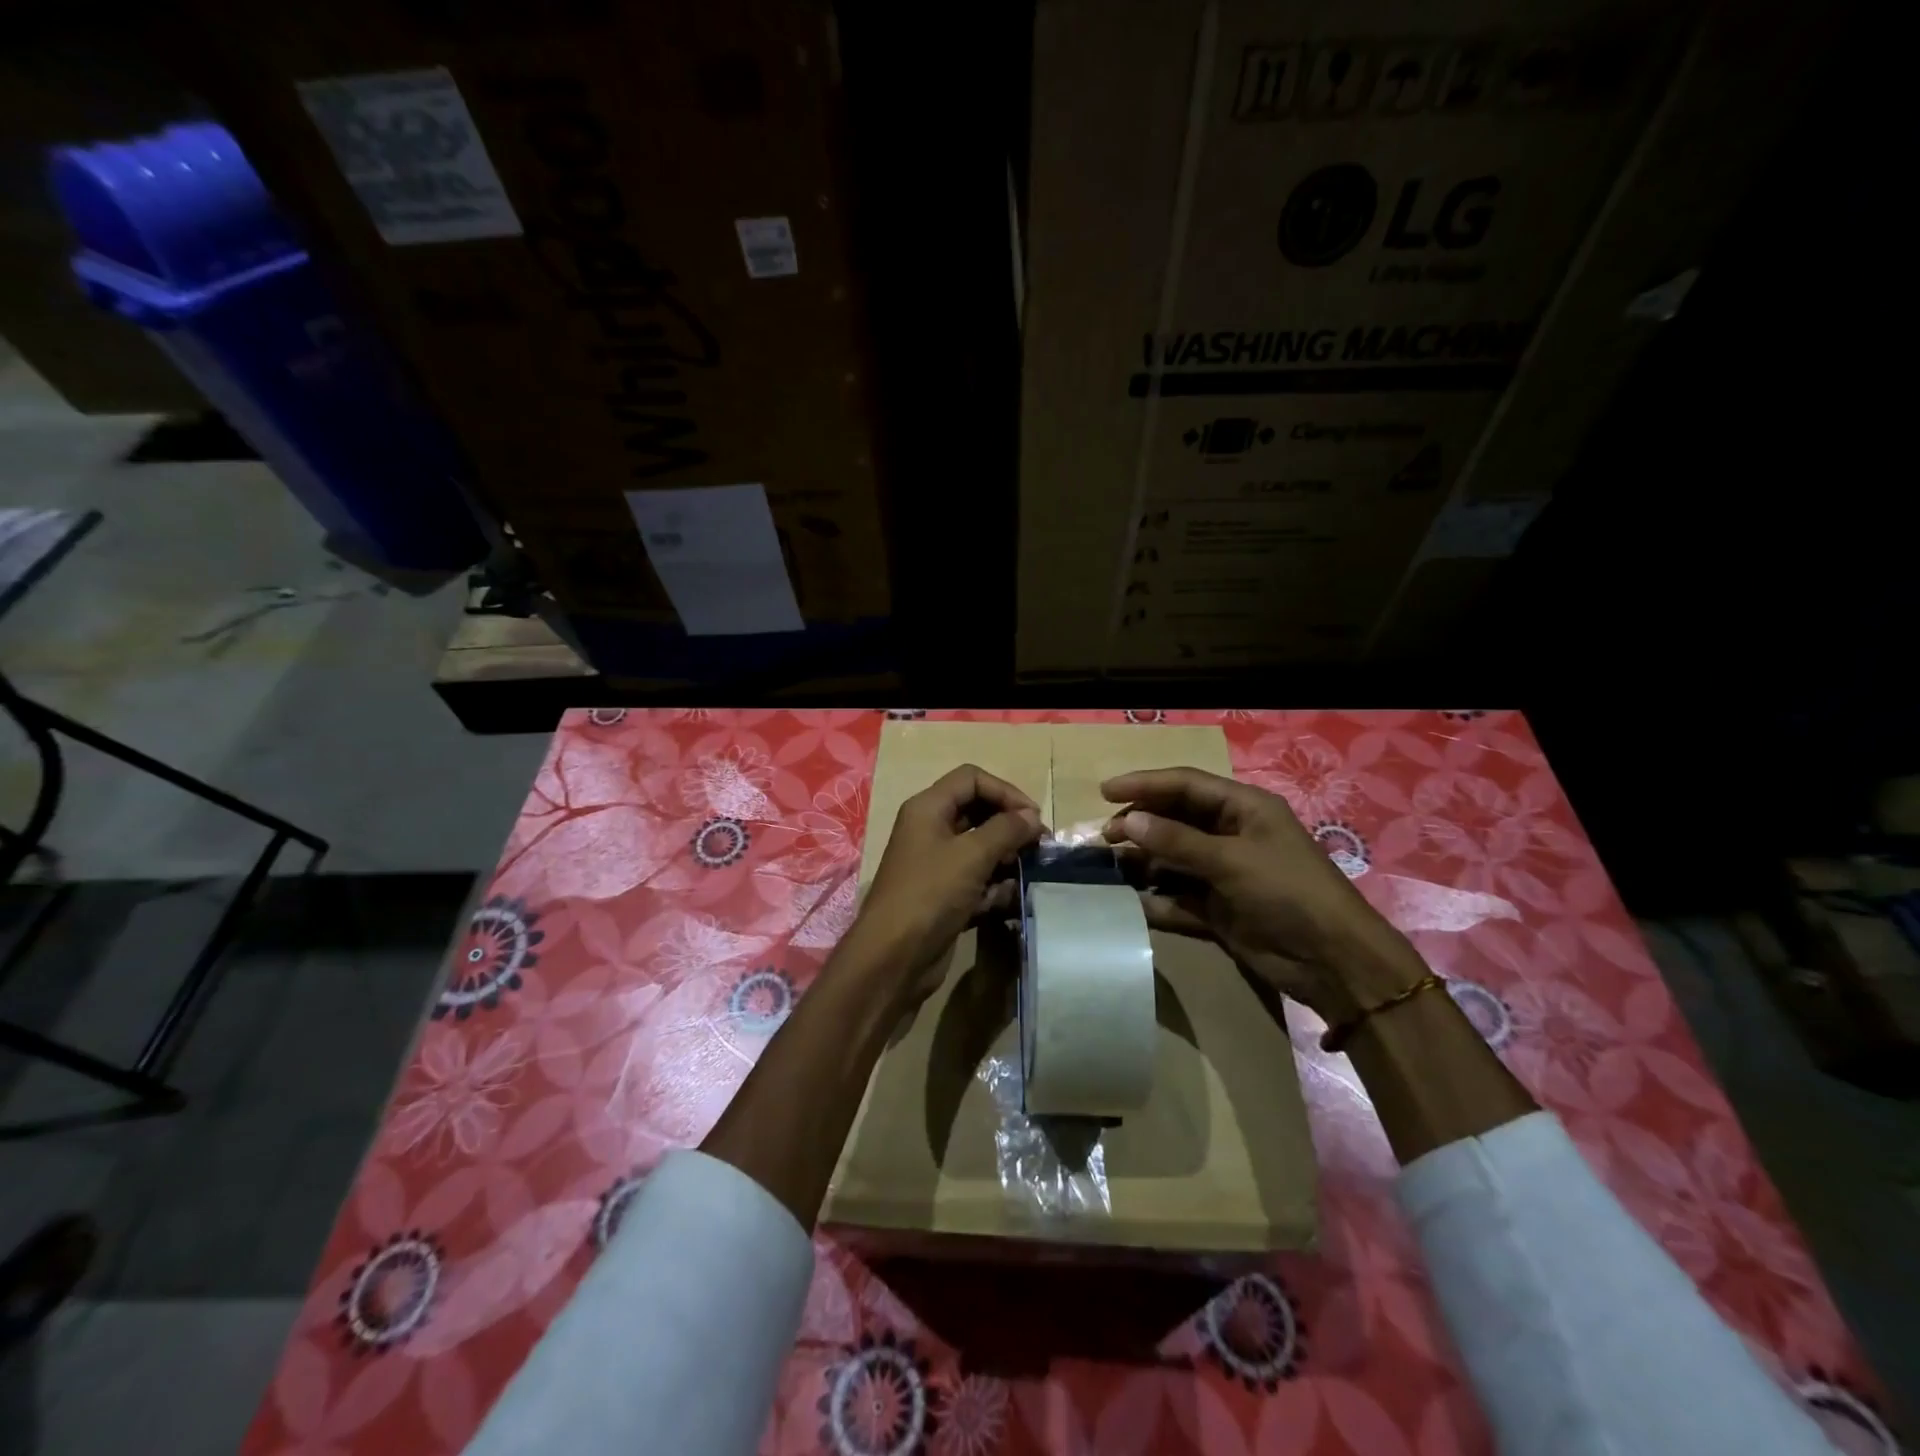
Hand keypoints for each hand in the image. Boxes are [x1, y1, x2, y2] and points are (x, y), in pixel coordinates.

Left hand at [843, 765, 1043, 1008]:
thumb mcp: (972, 855)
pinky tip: (1010, 902)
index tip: (1033, 817)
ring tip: (1028, 875)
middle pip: (978, 813)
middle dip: (1010, 828)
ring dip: (1007, 860)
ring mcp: (937, 865)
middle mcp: (930, 830)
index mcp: (928, 809)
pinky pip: (977, 881)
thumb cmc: (930, 894)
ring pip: (981, 850)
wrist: (894, 957)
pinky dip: (995, 889)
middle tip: (1040, 847)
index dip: (1005, 791)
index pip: (971, 779)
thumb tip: (1032, 818)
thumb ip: (1007, 830)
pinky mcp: (944, 896)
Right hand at [1102, 767, 1425, 1021]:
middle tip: (1103, 836)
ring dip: (1142, 862)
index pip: (1185, 785)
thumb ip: (1177, 840)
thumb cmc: (1288, 893)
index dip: (1145, 784)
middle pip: (1174, 820)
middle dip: (1139, 825)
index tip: (1104, 792)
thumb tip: (1127, 821)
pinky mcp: (1217, 908)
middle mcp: (1230, 835)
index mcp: (1243, 808)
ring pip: (1171, 859)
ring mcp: (1223, 873)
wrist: (1333, 962)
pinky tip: (1128, 902)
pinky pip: (1176, 897)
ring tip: (1107, 867)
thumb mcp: (1232, 860)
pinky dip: (1154, 899)